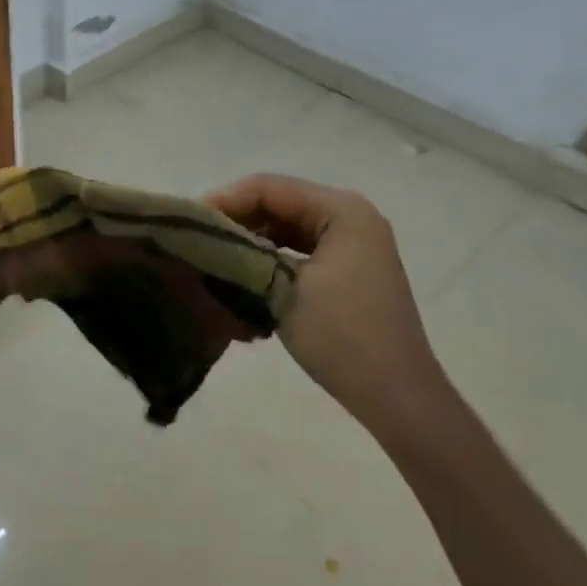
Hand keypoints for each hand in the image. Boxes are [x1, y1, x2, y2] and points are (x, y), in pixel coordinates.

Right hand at [207, 174, 449, 442]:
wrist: (396, 397)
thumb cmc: (342, 336)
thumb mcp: (282, 289)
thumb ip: (242, 253)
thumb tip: (204, 237)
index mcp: (342, 210)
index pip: (270, 188)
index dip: (226, 199)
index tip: (190, 221)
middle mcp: (351, 216)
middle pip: (279, 203)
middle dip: (237, 219)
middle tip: (198, 238)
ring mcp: (353, 243)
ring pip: (287, 226)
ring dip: (252, 238)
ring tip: (214, 254)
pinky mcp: (349, 268)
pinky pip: (300, 248)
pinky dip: (271, 256)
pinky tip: (244, 272)